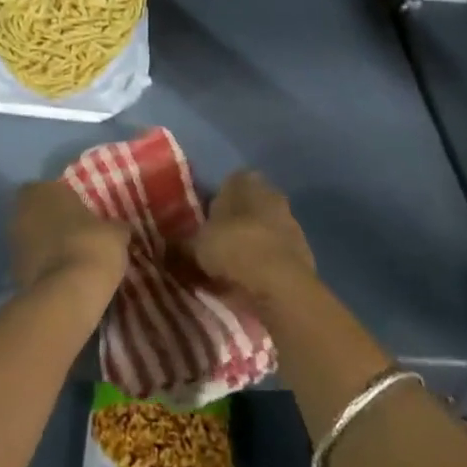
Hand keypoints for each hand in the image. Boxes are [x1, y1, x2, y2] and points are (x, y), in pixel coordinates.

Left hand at [11, 181, 128, 298]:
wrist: (67, 294)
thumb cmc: (92, 246)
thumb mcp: (116, 233)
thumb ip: (113, 226)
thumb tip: (118, 229)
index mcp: (43, 191)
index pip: (51, 188)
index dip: (65, 201)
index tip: (82, 213)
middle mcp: (21, 212)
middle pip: (37, 213)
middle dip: (53, 223)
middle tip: (78, 235)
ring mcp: (13, 243)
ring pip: (32, 239)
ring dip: (47, 246)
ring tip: (73, 259)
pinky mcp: (12, 273)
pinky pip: (32, 263)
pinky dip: (44, 268)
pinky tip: (65, 278)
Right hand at [182, 170, 314, 303]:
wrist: (281, 285)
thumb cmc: (233, 249)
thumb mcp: (194, 248)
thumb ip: (179, 246)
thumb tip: (162, 247)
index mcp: (244, 182)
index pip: (227, 183)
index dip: (214, 203)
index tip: (203, 223)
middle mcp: (271, 194)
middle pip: (247, 207)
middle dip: (234, 224)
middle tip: (214, 246)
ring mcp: (291, 222)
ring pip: (263, 230)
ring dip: (251, 245)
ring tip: (232, 270)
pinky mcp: (304, 251)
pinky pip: (276, 254)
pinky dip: (265, 265)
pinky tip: (251, 283)